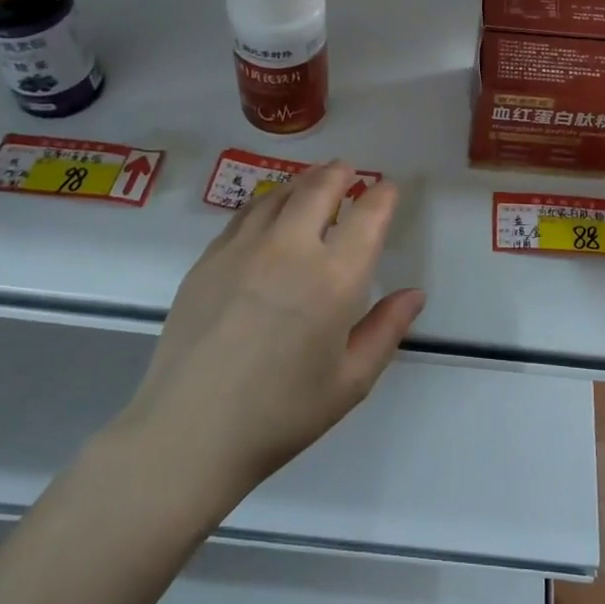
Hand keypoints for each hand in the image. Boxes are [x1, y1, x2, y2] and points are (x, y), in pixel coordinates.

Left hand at [113, 162, 424, 505]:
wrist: (189, 432)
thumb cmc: (281, 414)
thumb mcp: (350, 382)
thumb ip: (386, 330)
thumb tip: (414, 294)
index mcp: (334, 279)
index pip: (367, 217)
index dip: (382, 196)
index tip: (388, 189)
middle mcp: (290, 249)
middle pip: (318, 189)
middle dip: (339, 174)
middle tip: (347, 171)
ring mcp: (243, 248)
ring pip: (279, 194)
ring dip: (302, 181)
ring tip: (313, 182)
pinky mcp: (208, 258)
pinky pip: (245, 214)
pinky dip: (267, 202)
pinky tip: (269, 212)